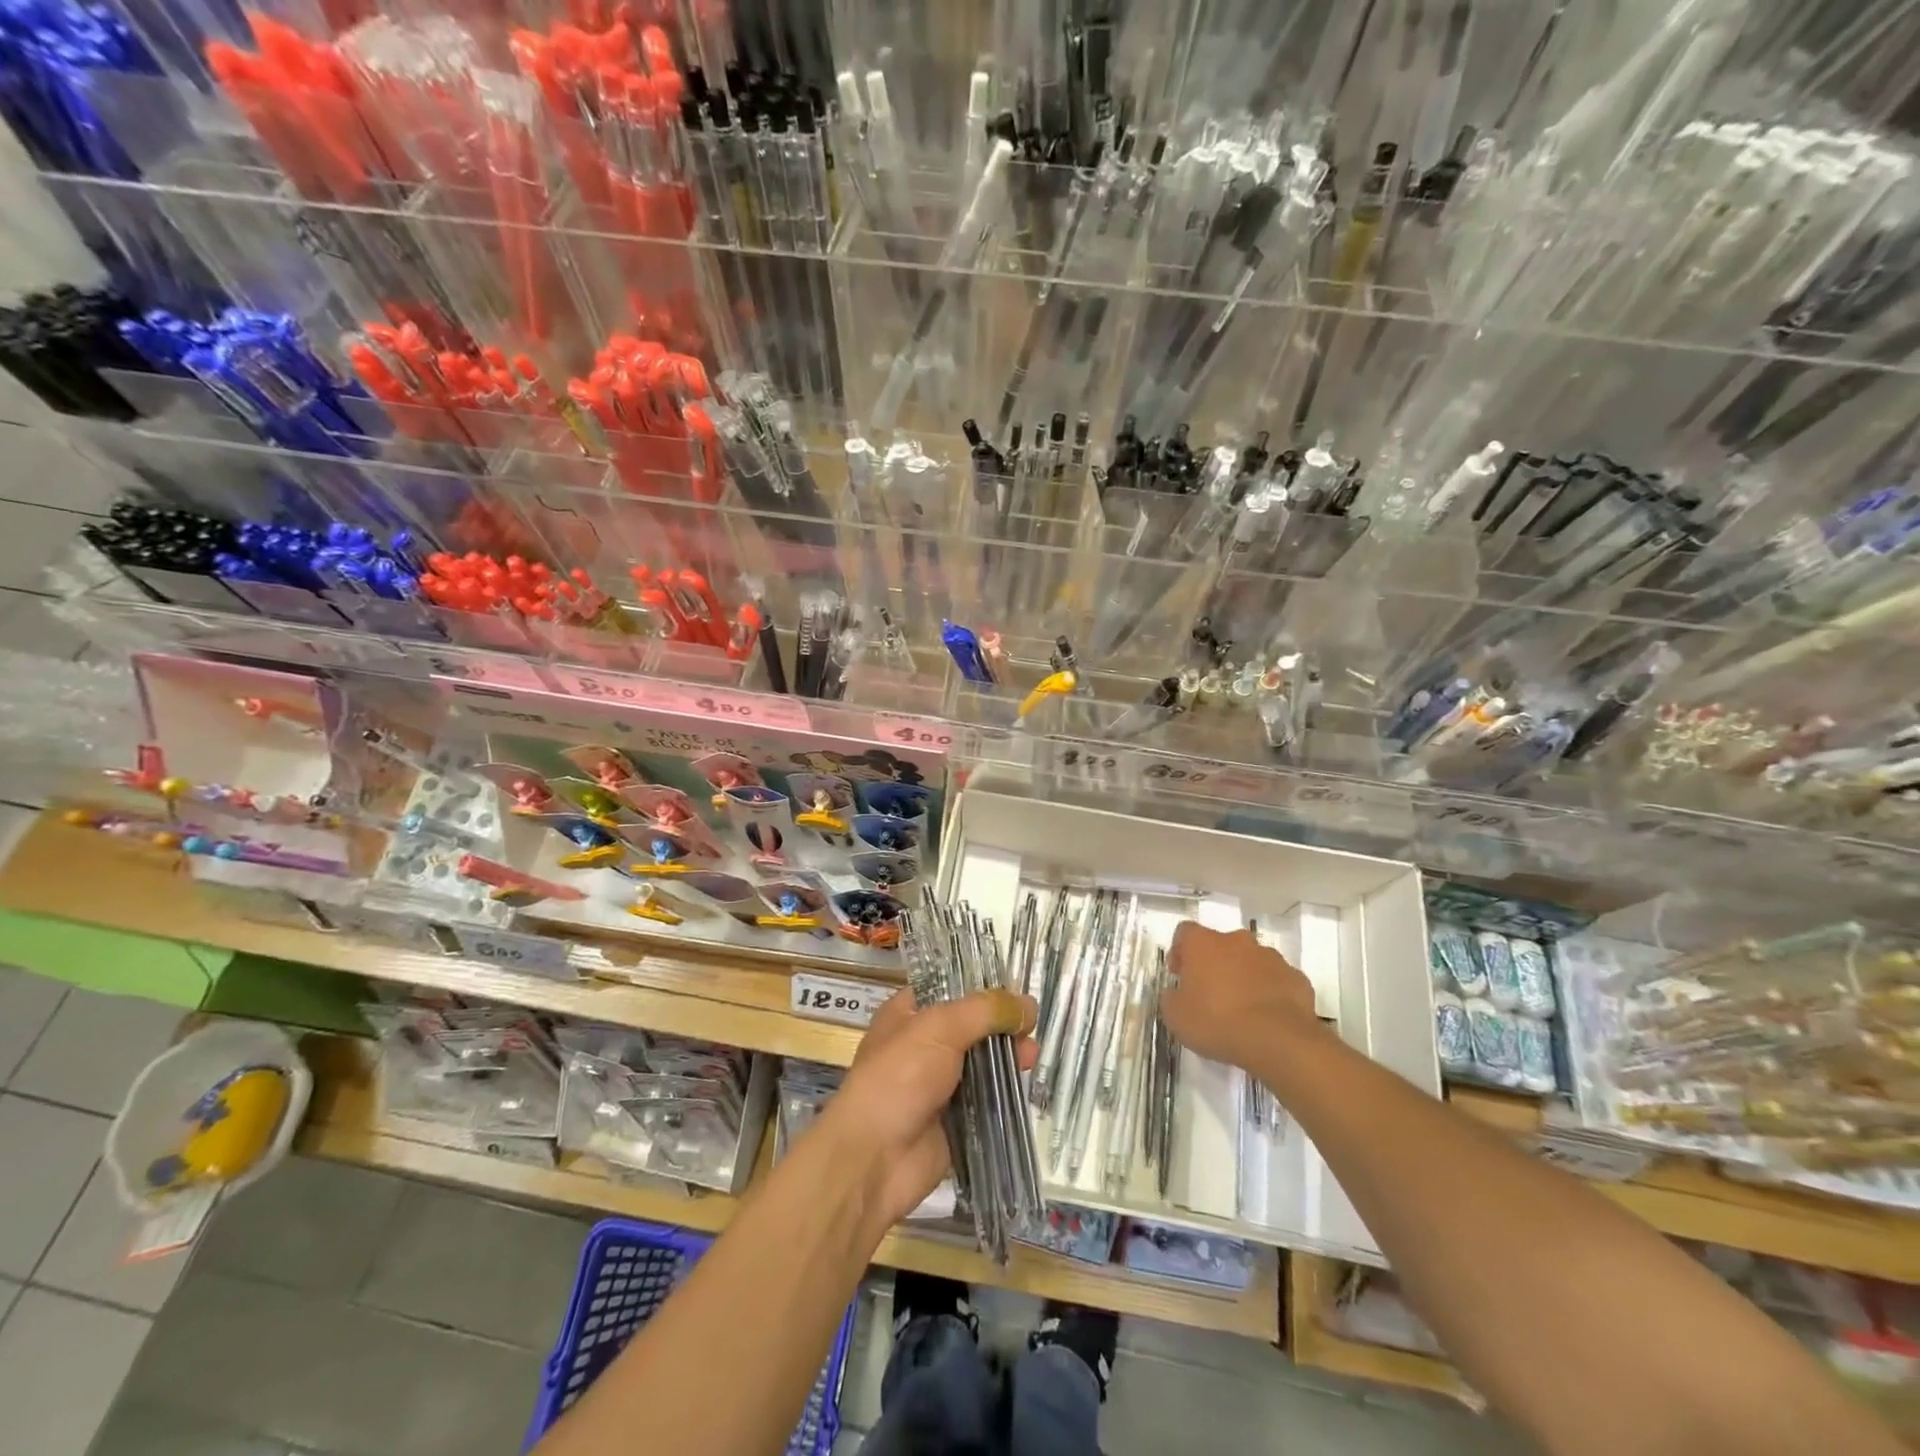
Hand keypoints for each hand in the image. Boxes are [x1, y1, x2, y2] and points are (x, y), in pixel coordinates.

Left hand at [821, 987, 1036, 1229]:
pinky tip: (1025, 1086)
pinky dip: (1004, 1093)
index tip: (1017, 989)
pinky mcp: (954, 1120)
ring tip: (1033, 1055)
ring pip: (981, 1063)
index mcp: (908, 1014)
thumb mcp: (940, 1028)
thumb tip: (1029, 1004)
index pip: (950, 989)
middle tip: (1031, 1027)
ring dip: (1007, 1058)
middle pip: (971, 1026)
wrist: (875, 1158)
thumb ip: (985, 1012)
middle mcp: (923, 1045)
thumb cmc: (899, 1077)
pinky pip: (985, 1100)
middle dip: (1001, 1025)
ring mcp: (937, 1084)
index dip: (982, 987)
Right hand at [1161, 922, 1320, 1069]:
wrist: (1279, 1041)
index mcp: (1203, 943)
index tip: (1180, 975)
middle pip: (1221, 945)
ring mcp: (1271, 958)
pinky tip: (1267, 1019)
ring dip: (1244, 977)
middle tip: (1210, 994)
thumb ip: (1172, 997)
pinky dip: (1270, 993)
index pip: (1185, 932)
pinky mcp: (1297, 978)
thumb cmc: (1217, 1022)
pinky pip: (1277, 981)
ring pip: (1251, 961)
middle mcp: (1237, 941)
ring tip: (1242, 1010)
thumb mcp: (1176, 1016)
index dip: (1180, 951)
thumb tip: (1177, 993)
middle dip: (1215, 964)